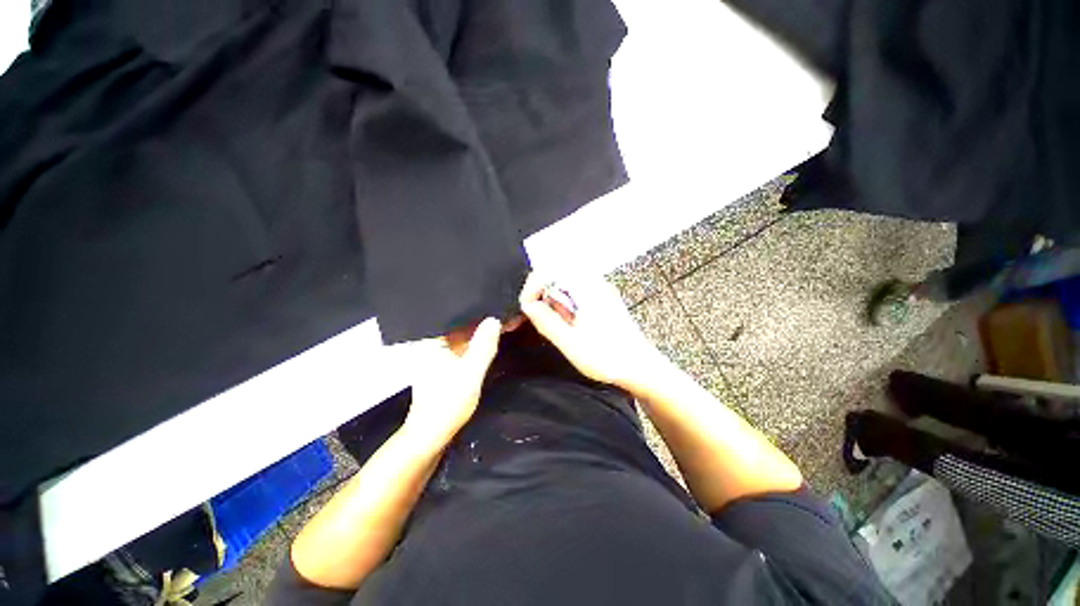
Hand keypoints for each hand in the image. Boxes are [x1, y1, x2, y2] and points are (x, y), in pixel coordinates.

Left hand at [404, 317, 501, 444]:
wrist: (430, 437)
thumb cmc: (448, 405)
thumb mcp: (470, 374)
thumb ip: (483, 347)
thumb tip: (494, 319)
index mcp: (434, 342)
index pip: (462, 321)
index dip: (485, 317)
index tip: (505, 313)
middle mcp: (434, 345)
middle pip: (464, 329)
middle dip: (486, 324)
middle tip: (510, 317)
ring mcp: (438, 356)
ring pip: (465, 339)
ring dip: (484, 335)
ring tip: (506, 324)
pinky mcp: (444, 366)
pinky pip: (464, 350)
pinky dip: (478, 346)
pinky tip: (492, 343)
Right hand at [518, 272, 658, 388]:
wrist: (642, 367)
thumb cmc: (610, 358)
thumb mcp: (571, 343)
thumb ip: (546, 321)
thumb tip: (528, 306)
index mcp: (587, 289)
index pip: (549, 271)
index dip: (532, 288)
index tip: (527, 307)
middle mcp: (595, 283)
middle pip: (557, 274)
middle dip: (542, 294)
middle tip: (539, 316)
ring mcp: (601, 290)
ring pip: (566, 284)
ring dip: (554, 300)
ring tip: (556, 322)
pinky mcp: (604, 299)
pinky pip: (577, 292)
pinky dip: (566, 304)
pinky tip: (570, 322)